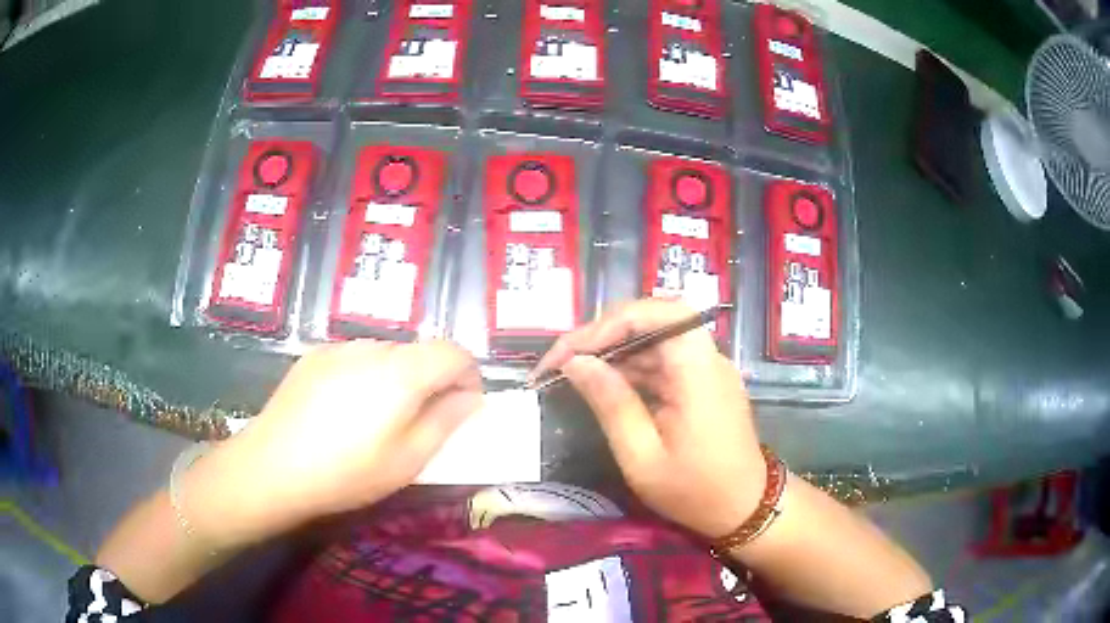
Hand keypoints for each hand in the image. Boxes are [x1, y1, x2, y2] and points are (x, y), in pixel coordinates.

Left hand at [184, 339, 483, 547]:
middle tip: (419, 422)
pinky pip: (354, 357)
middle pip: (419, 351)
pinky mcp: (313, 356)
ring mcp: (338, 348)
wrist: (272, 467)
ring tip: (376, 418)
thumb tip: (469, 398)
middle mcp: (372, 347)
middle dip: (431, 380)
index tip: (463, 407)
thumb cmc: (346, 473)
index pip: (453, 352)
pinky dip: (365, 376)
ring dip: (396, 377)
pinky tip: (343, 410)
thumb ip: (446, 422)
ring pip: (385, 353)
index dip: (468, 375)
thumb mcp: (408, 460)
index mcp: (401, 372)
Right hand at [533, 299, 763, 538]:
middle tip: (562, 361)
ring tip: (572, 372)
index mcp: (698, 370)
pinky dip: (630, 367)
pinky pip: (662, 360)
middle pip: (652, 319)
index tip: (568, 354)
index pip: (655, 313)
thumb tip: (575, 363)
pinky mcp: (701, 382)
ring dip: (613, 350)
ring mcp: (706, 368)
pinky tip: (603, 384)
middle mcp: (706, 357)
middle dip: (603, 334)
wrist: (745, 509)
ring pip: (654, 338)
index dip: (607, 323)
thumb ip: (611, 404)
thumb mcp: (642, 457)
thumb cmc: (694, 491)